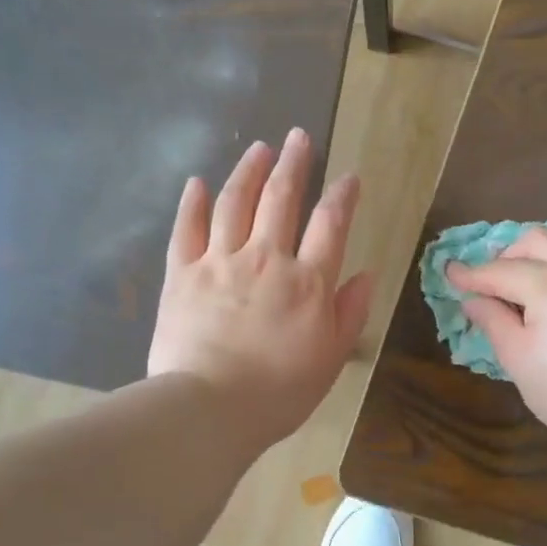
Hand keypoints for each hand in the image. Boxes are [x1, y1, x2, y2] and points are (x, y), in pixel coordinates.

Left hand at [149, 127, 372, 448]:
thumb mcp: (330, 359)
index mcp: (308, 282)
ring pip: (235, 202)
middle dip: (293, 163)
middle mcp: (265, 259)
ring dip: (248, 171)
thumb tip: (365, 275)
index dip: (342, 196)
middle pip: (280, 199)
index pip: (330, 225)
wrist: (209, 408)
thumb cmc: (279, 392)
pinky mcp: (181, 274)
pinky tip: (199, 183)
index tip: (349, 177)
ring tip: (258, 148)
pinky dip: (194, 203)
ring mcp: (219, 262)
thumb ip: (350, 313)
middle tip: (298, 137)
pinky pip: (187, 229)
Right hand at [447, 227, 546, 443]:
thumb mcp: (517, 356)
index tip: (450, 273)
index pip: (502, 271)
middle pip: (537, 241)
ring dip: (536, 261)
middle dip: (507, 256)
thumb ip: (492, 319)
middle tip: (489, 284)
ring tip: (520, 294)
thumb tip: (473, 299)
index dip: (472, 274)